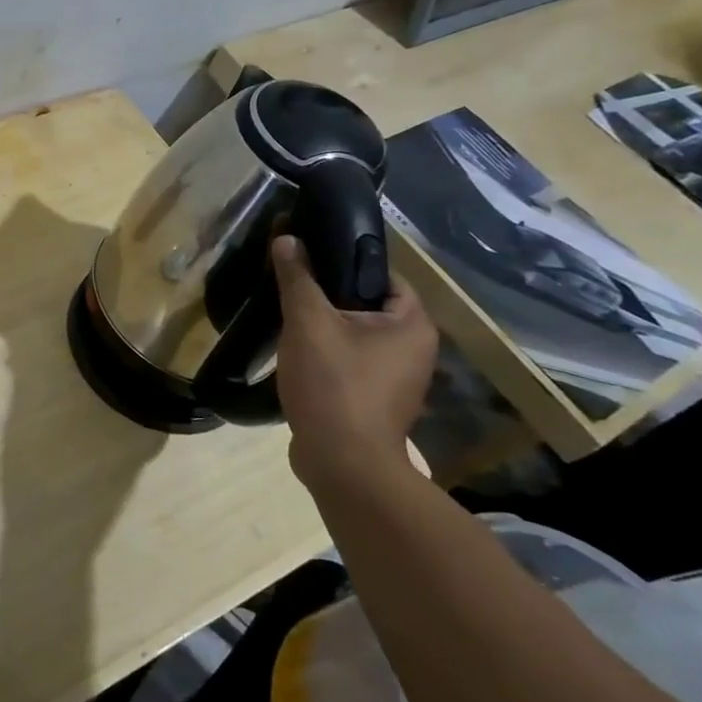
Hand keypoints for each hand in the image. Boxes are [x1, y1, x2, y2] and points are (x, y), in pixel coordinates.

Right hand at [272, 235, 437, 493]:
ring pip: (356, 336)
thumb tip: (287, 238)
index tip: (307, 259)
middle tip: (290, 286)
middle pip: (367, 305)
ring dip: (324, 327)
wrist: (342, 463)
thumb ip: (298, 278)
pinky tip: (296, 354)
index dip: (344, 262)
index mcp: (412, 324)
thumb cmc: (334, 384)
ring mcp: (396, 379)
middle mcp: (414, 349)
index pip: (382, 274)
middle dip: (328, 296)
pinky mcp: (374, 400)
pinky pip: (350, 362)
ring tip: (287, 317)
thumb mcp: (308, 322)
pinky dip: (326, 354)